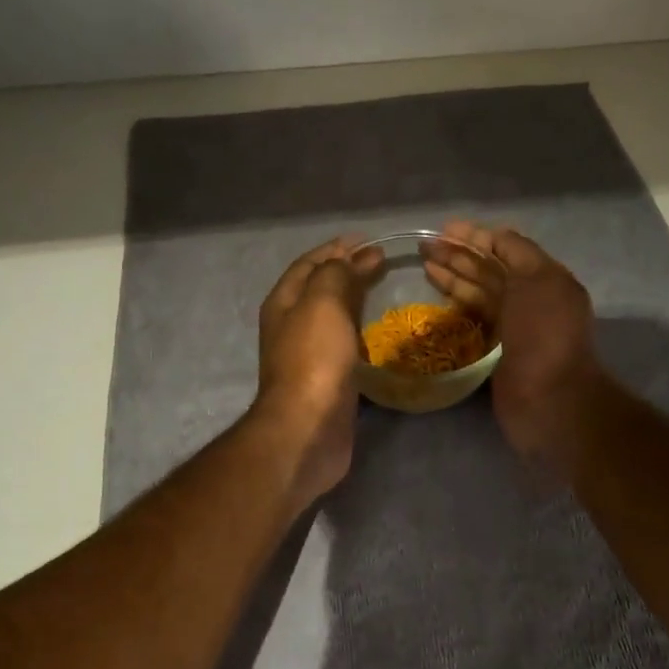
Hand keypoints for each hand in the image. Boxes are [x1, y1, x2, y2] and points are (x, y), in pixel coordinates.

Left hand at [254, 236, 380, 500]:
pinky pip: (345, 346)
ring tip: (384, 291)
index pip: (309, 264)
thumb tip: (356, 257)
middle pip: (319, 289)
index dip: (336, 248)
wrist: (308, 429)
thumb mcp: (323, 303)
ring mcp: (308, 356)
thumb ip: (336, 275)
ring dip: (354, 301)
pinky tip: (380, 335)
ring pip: (332, 318)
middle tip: (382, 262)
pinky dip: (361, 332)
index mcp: (284, 303)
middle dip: (347, 272)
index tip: (368, 240)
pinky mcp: (328, 381)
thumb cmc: (314, 360)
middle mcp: (291, 326)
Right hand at [425, 221, 605, 471]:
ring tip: (424, 265)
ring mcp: (512, 327)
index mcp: (544, 279)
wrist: (549, 400)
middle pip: (489, 270)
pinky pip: (473, 321)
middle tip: (423, 246)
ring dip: (452, 278)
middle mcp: (529, 299)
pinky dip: (455, 307)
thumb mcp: (538, 281)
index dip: (476, 236)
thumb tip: (495, 237)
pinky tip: (435, 298)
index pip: (507, 248)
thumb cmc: (544, 335)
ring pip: (478, 294)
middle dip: (458, 255)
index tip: (445, 229)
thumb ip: (518, 253)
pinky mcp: (495, 352)